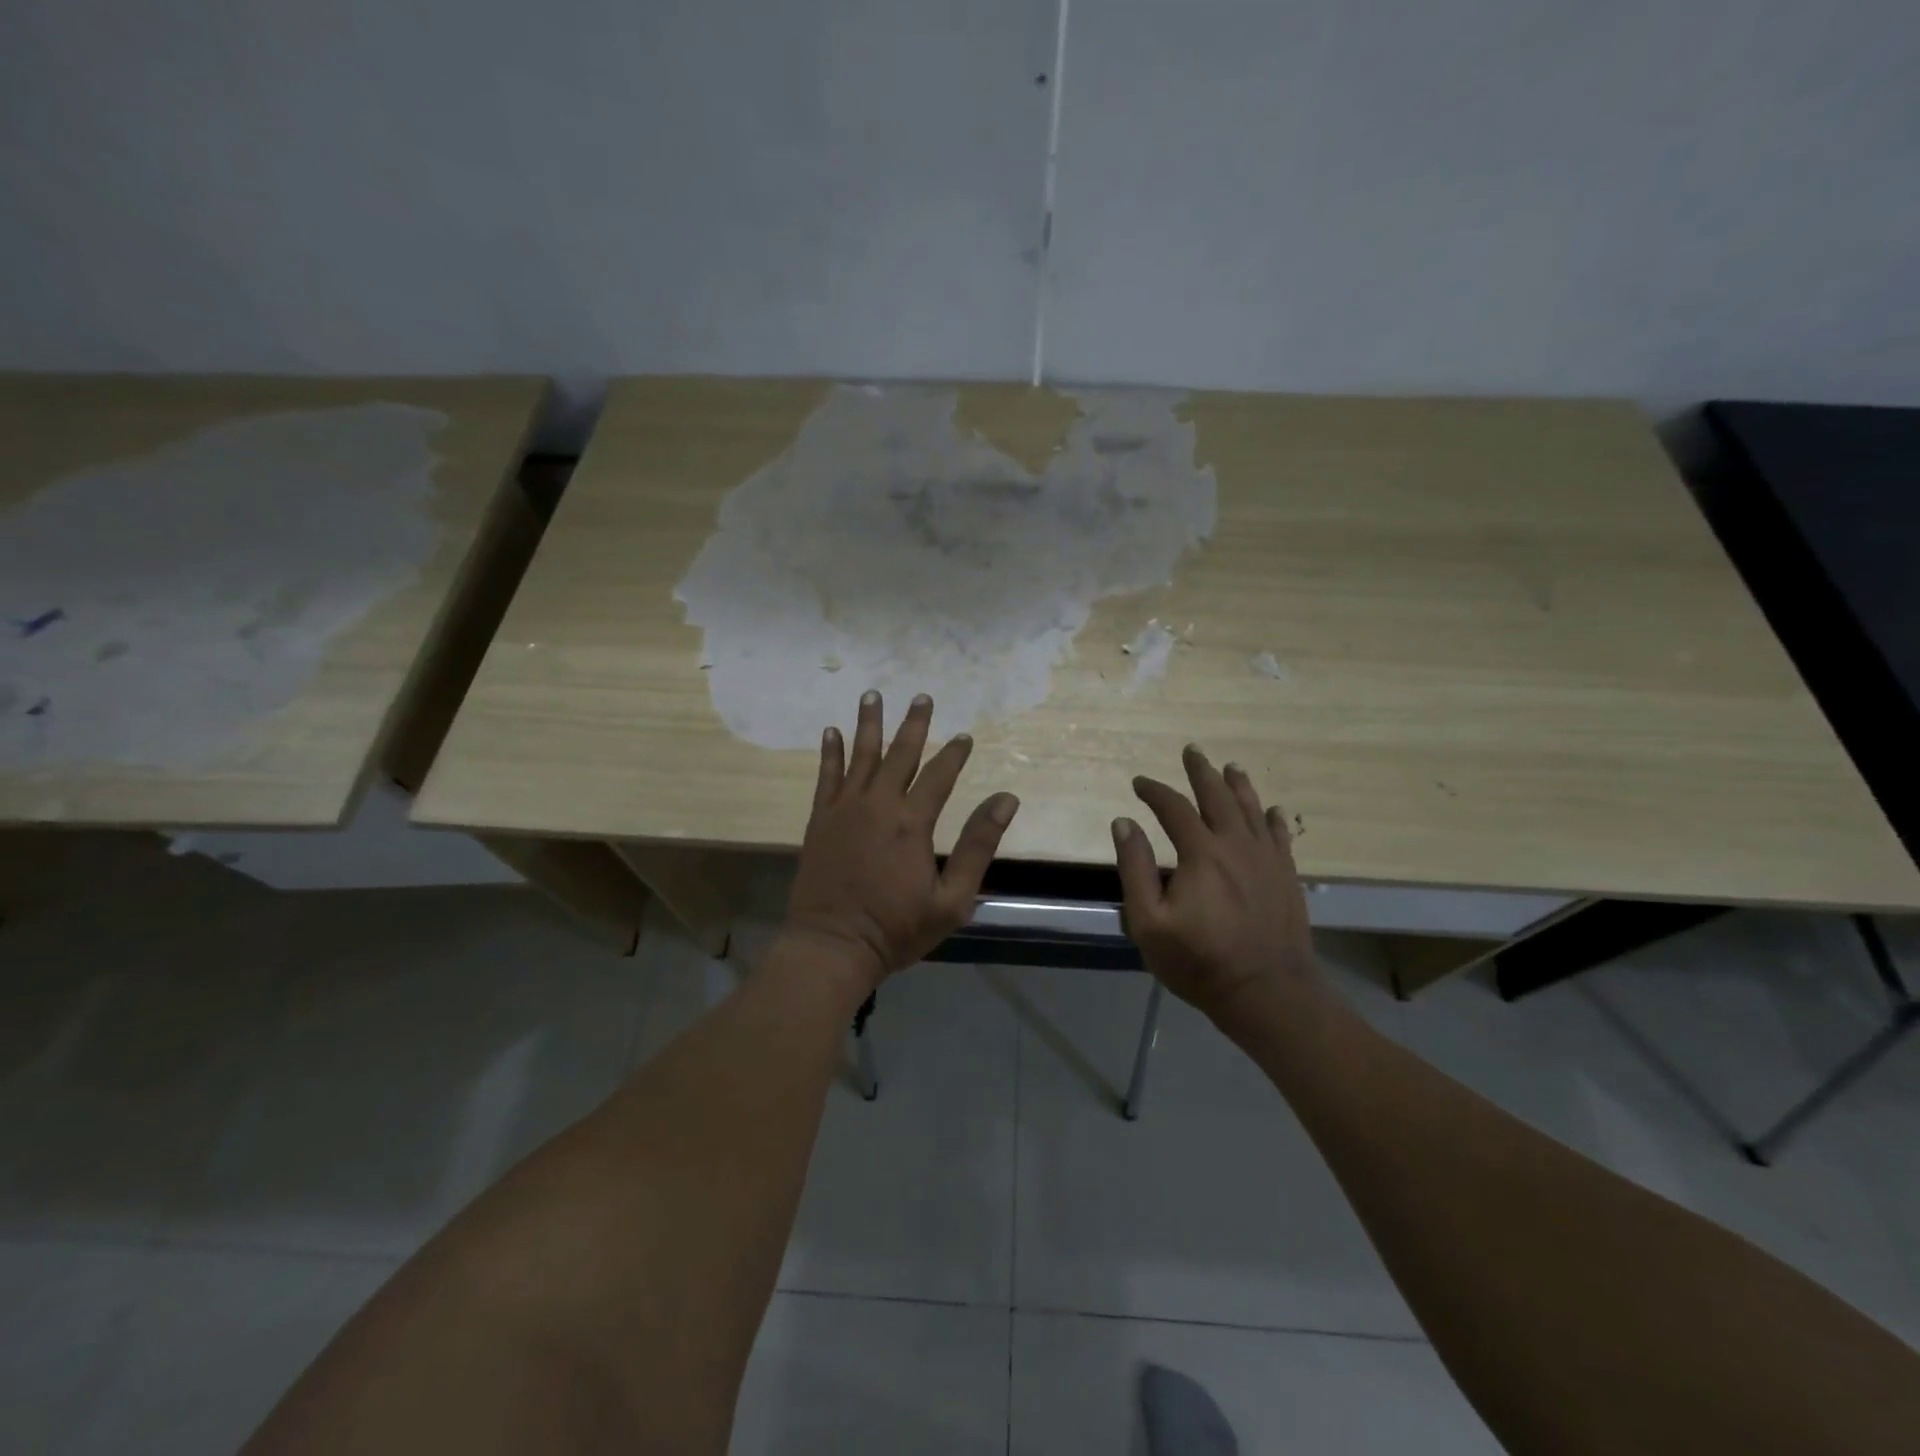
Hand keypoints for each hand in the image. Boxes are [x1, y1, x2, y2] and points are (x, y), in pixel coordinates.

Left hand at [784, 691, 1019, 991]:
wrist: (832, 946)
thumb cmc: (896, 929)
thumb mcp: (952, 899)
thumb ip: (978, 846)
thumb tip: (1005, 800)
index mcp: (912, 823)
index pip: (939, 776)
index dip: (954, 754)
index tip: (964, 735)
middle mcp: (877, 805)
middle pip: (899, 754)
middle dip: (913, 724)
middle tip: (921, 697)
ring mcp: (844, 810)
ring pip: (860, 756)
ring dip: (868, 724)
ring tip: (872, 695)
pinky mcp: (820, 820)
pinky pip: (825, 776)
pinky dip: (829, 753)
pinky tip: (831, 732)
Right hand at [1112, 745, 1322, 1025]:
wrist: (1268, 993)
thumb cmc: (1200, 961)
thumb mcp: (1149, 922)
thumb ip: (1135, 869)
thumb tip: (1124, 822)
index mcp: (1201, 853)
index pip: (1174, 808)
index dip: (1154, 791)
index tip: (1139, 783)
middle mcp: (1236, 845)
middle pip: (1218, 796)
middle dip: (1201, 772)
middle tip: (1191, 751)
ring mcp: (1267, 859)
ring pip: (1252, 809)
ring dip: (1238, 785)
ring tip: (1230, 767)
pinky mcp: (1286, 877)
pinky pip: (1279, 836)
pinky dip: (1272, 818)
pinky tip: (1271, 810)